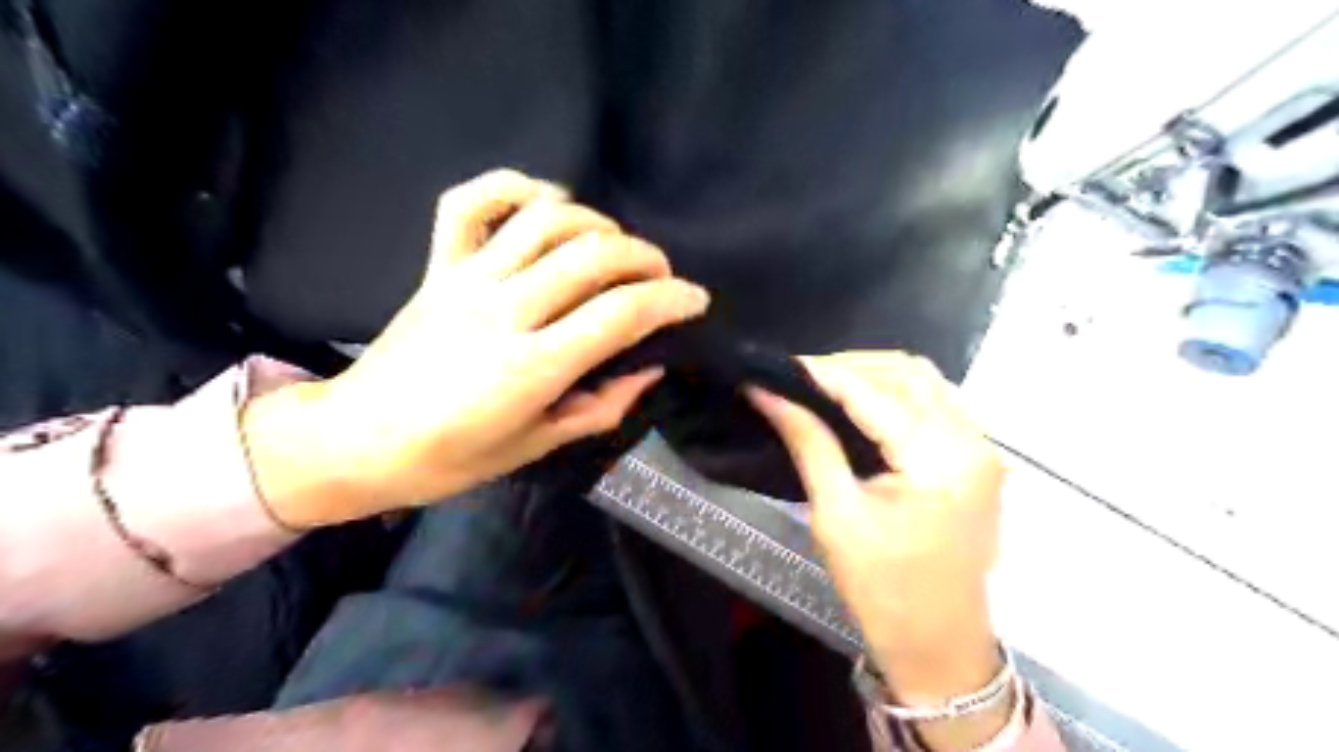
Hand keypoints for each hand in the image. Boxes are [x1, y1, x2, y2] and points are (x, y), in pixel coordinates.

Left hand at [245, 169, 715, 528]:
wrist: (355, 441)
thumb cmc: (450, 457)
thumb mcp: (536, 446)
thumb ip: (601, 407)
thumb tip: (649, 371)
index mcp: (531, 367)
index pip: (620, 315)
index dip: (670, 301)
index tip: (695, 300)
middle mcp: (504, 311)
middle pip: (592, 256)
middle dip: (645, 258)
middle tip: (662, 276)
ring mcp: (467, 281)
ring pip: (545, 220)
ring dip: (596, 222)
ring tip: (614, 246)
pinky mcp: (438, 267)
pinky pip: (470, 204)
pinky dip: (513, 187)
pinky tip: (545, 201)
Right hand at [748, 351, 1009, 750]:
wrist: (938, 645)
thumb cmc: (882, 590)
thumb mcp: (836, 515)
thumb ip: (808, 442)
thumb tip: (767, 393)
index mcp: (940, 458)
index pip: (874, 392)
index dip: (822, 373)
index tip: (776, 367)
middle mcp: (972, 440)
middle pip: (908, 372)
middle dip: (850, 366)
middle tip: (798, 379)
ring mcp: (980, 447)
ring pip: (924, 381)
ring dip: (873, 375)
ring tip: (823, 387)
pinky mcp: (975, 458)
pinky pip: (935, 403)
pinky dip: (895, 394)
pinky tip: (860, 405)